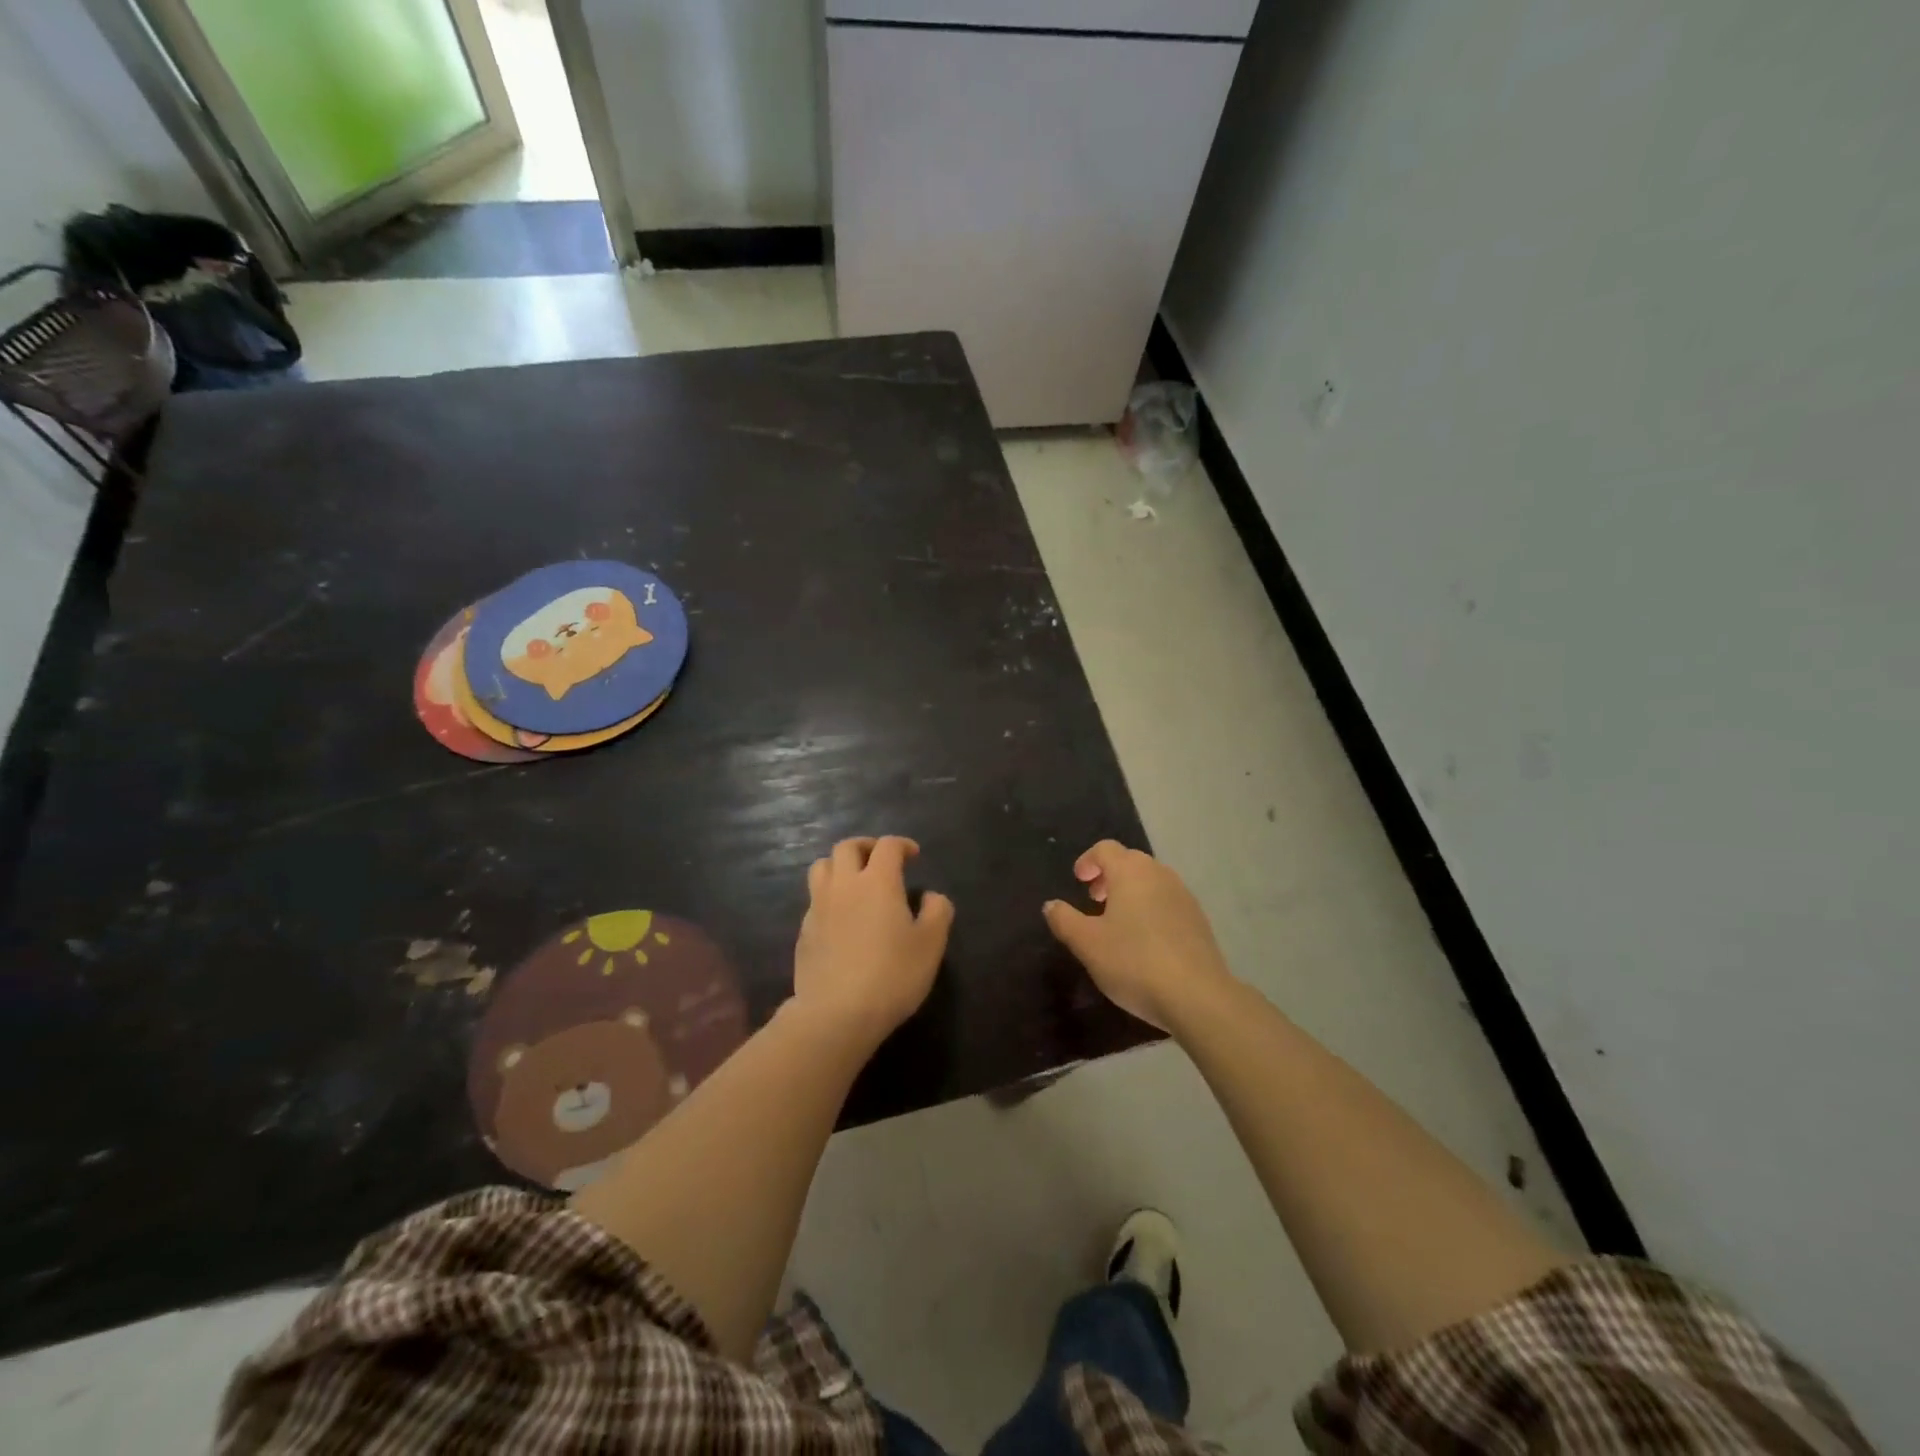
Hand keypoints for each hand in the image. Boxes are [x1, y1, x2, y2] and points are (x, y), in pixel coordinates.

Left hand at [792, 836, 953, 1043]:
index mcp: (878, 881)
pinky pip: (814, 899)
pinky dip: (828, 896)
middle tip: (881, 860)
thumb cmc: (892, 975)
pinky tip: (840, 917)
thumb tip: (931, 896)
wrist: (837, 1013)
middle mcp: (844, 885)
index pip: (887, 846)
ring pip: (822, 867)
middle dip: (866, 846)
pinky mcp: (804, 931)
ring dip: (839, 865)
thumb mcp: (931, 945)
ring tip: (855, 881)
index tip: (913, 855)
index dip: (902, 844)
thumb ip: (937, 912)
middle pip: (847, 847)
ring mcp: (818, 907)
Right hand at [1043, 841, 1233, 1030]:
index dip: (1088, 860)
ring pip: (1151, 881)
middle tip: (1094, 900)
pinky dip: (1151, 908)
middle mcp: (1159, 875)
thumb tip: (1051, 905)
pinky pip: (1168, 901)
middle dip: (1109, 875)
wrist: (1197, 996)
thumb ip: (1064, 920)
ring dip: (1131, 892)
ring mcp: (1184, 896)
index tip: (1078, 881)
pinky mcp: (1199, 920)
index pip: (1105, 849)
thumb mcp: (1087, 943)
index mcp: (1130, 872)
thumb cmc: (1134, 962)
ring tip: (1118, 922)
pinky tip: (1145, 941)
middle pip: (1130, 861)